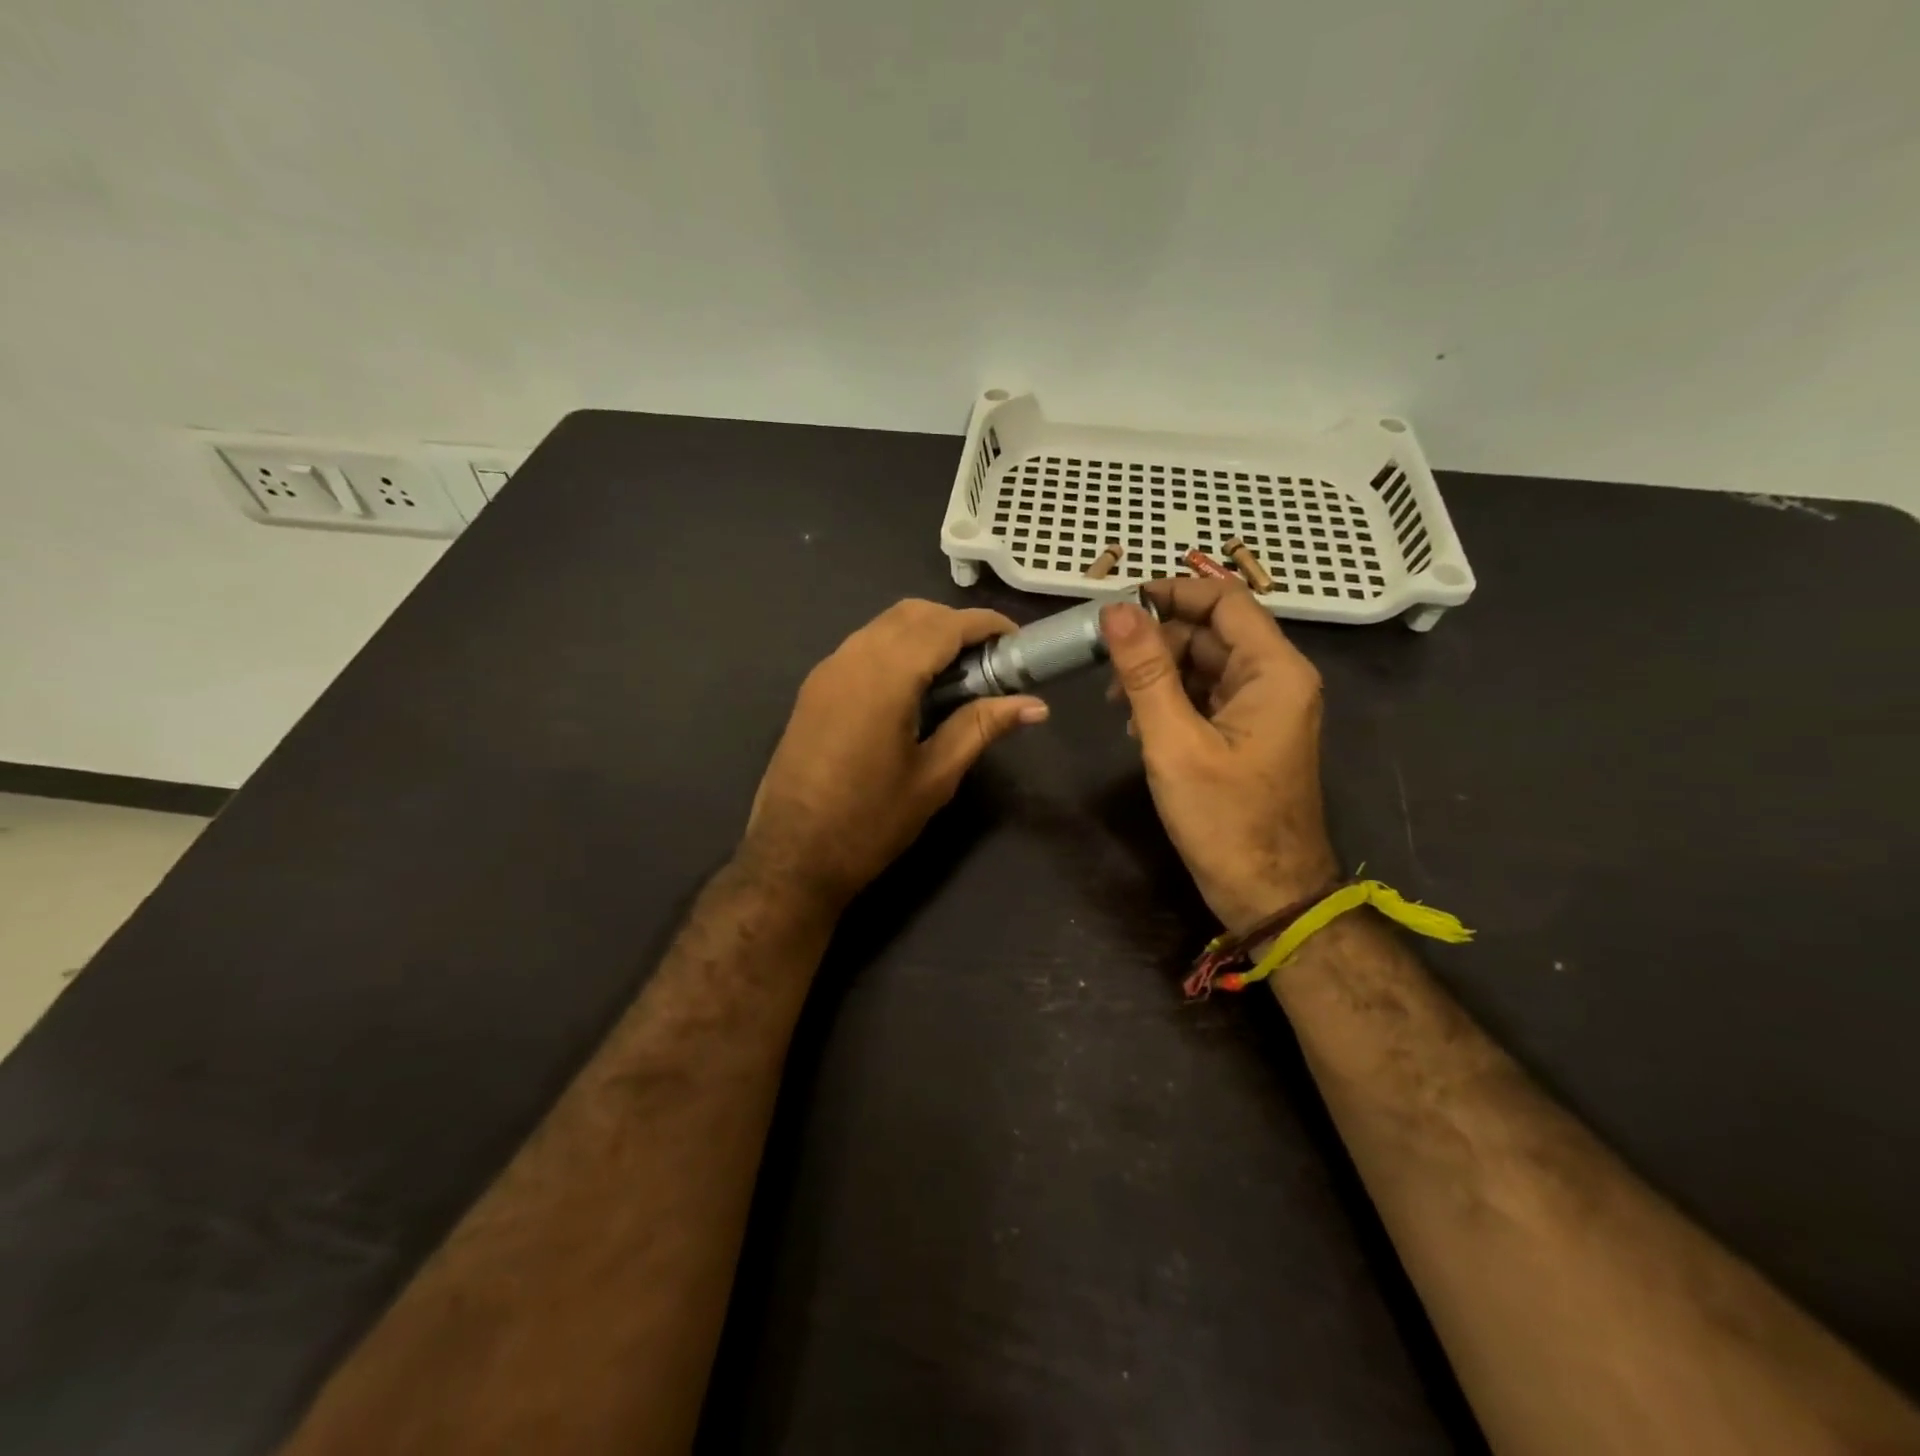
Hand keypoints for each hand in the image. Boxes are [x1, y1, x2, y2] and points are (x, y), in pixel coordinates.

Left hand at [743, 599, 1047, 908]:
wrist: (792, 857)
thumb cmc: (870, 822)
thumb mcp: (934, 777)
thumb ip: (981, 727)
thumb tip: (1036, 705)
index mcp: (884, 678)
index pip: (943, 626)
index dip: (985, 624)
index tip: (1017, 641)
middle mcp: (851, 659)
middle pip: (911, 614)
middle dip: (955, 624)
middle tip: (990, 661)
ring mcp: (826, 671)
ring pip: (883, 626)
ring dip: (924, 634)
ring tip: (957, 674)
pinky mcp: (814, 689)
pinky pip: (862, 647)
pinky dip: (896, 649)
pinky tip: (915, 688)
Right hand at [1102, 579, 1338, 934]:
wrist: (1268, 893)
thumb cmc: (1224, 819)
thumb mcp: (1174, 742)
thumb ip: (1145, 672)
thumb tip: (1116, 611)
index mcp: (1274, 671)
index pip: (1225, 600)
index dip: (1172, 593)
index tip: (1119, 607)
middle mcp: (1276, 679)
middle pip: (1212, 632)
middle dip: (1157, 641)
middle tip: (1107, 666)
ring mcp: (1264, 708)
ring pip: (1206, 664)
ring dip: (1159, 673)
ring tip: (1118, 703)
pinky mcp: (1249, 733)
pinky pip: (1207, 696)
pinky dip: (1172, 700)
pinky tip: (1140, 725)